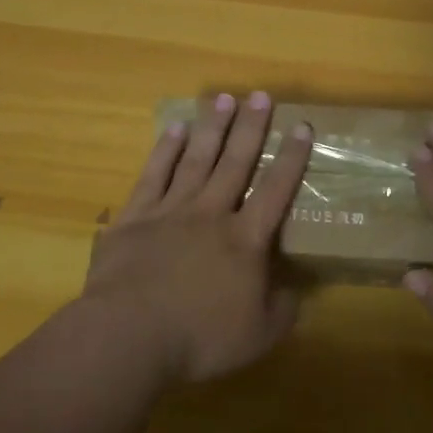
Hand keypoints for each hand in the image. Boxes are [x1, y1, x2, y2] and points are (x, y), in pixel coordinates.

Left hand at [81, 92, 312, 384]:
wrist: (129, 334)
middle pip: (236, 162)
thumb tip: (296, 291)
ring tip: (223, 98)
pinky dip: (166, 150)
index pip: (276, 190)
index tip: (302, 126)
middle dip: (251, 128)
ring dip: (212, 128)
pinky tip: (175, 129)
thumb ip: (282, 310)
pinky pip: (154, 175)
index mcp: (244, 240)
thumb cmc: (199, 337)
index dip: (292, 158)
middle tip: (261, 95)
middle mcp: (211, 214)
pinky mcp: (135, 217)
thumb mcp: (257, 336)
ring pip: (197, 160)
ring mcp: (171, 211)